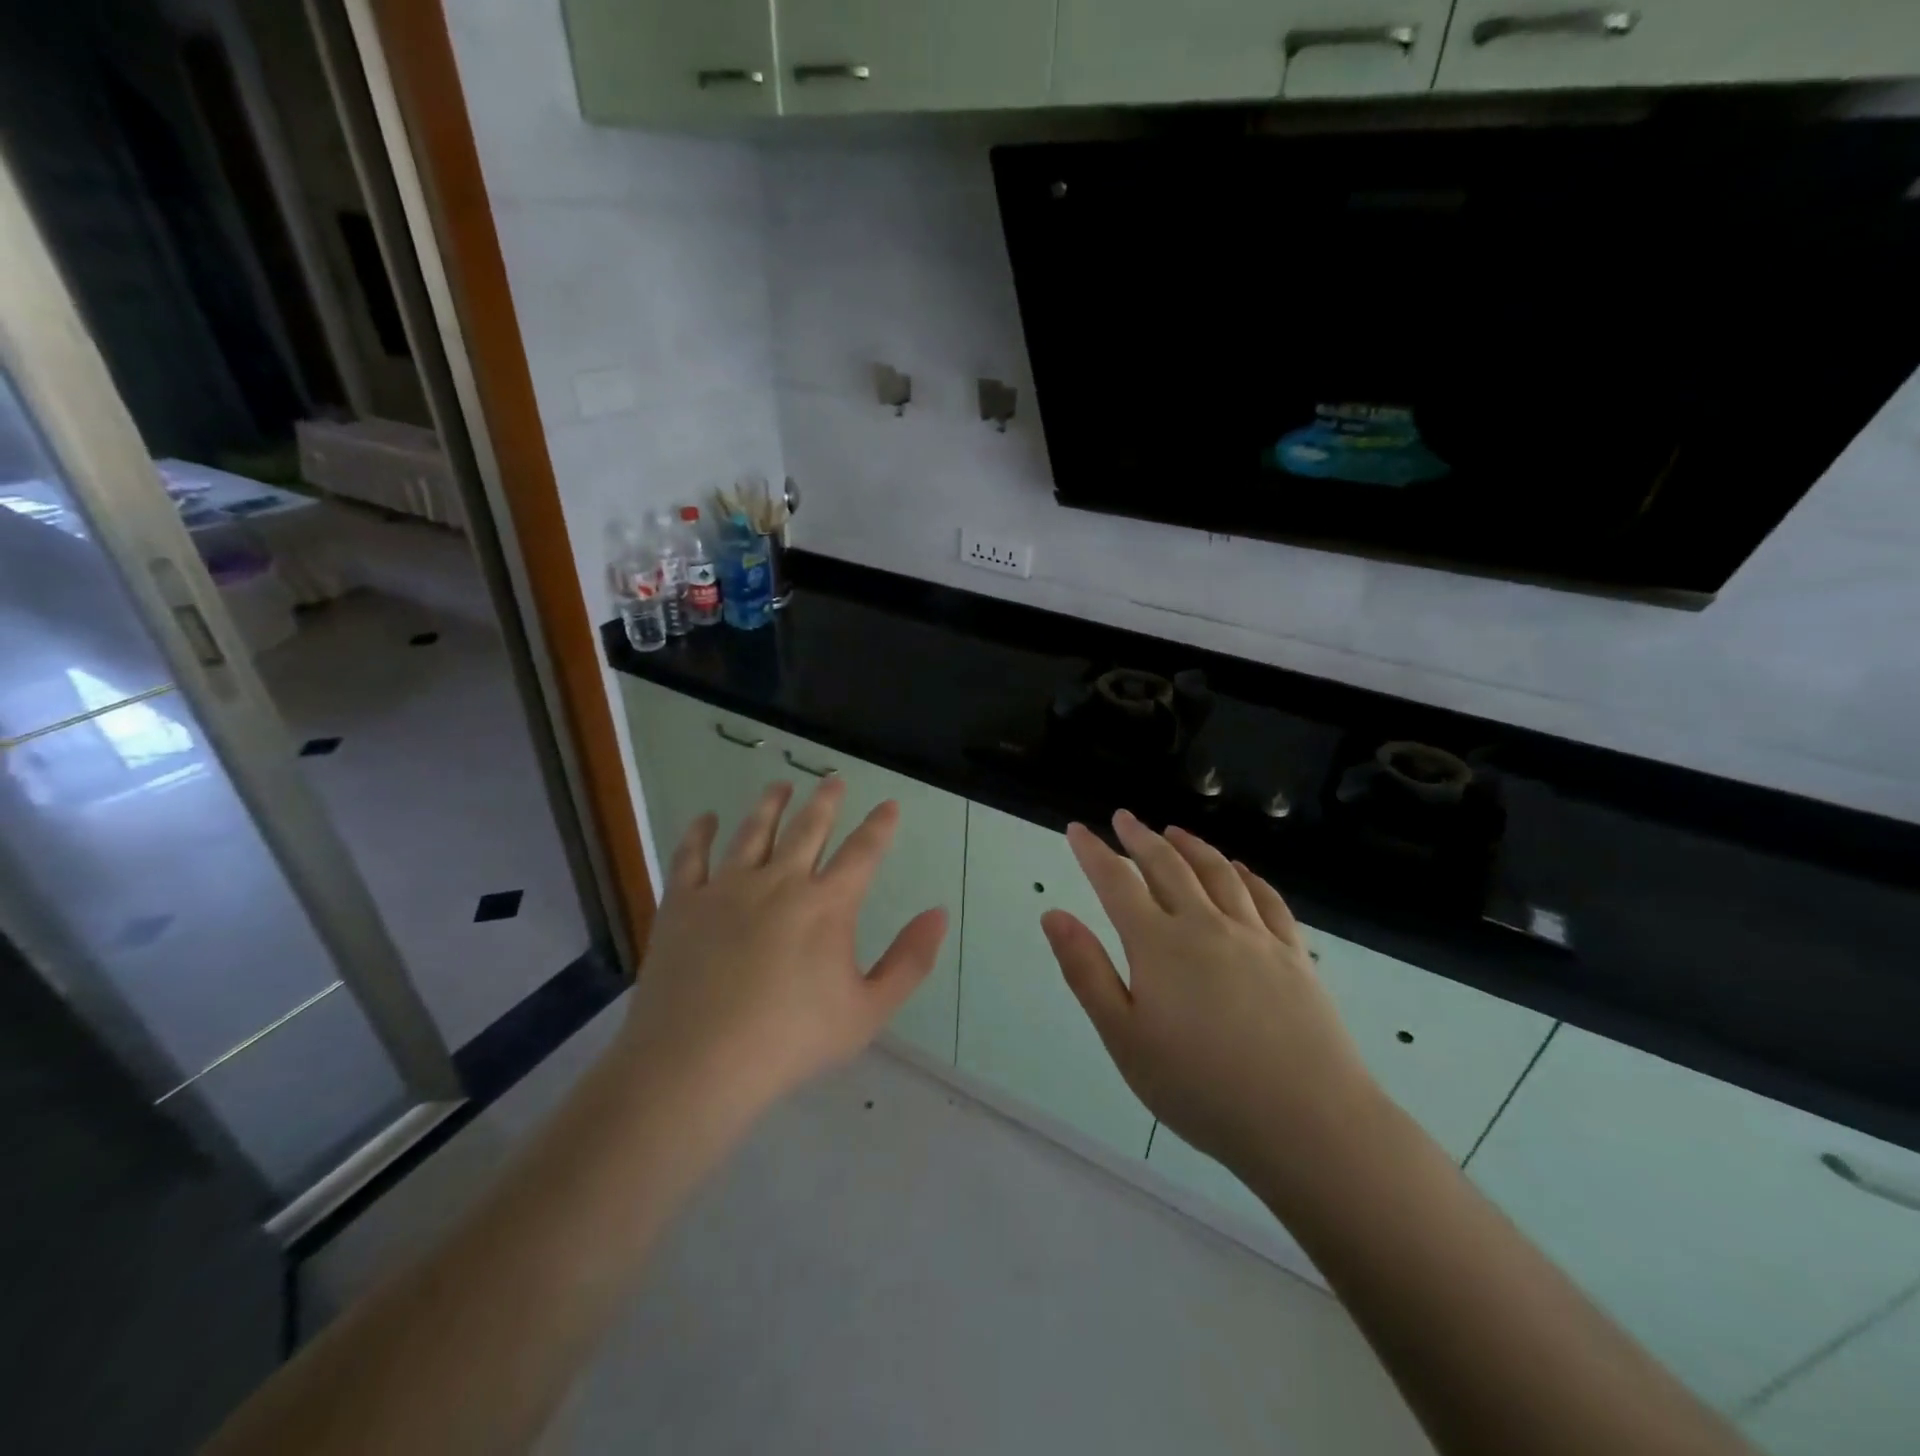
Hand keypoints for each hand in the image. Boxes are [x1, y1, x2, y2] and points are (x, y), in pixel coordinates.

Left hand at [620, 778, 949, 1116]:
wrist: (696, 1063)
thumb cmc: (790, 1041)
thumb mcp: (868, 1012)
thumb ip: (909, 961)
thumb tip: (938, 913)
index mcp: (826, 905)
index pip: (863, 852)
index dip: (879, 826)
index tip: (889, 805)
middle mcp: (779, 882)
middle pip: (808, 828)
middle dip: (825, 800)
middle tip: (832, 779)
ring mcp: (726, 888)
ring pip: (754, 832)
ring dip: (770, 805)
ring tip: (780, 785)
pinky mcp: (683, 902)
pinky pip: (691, 856)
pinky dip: (700, 833)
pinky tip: (706, 819)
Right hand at [1042, 810, 1379, 1190]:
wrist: (1305, 1120)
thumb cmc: (1199, 1087)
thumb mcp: (1124, 1037)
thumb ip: (1086, 971)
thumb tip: (1053, 915)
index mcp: (1158, 944)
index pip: (1116, 882)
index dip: (1093, 852)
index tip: (1077, 828)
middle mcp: (1204, 925)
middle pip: (1167, 866)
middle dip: (1140, 838)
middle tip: (1124, 818)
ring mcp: (1254, 936)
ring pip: (1217, 873)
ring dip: (1191, 846)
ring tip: (1174, 831)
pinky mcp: (1294, 954)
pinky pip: (1267, 898)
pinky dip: (1248, 875)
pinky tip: (1240, 869)